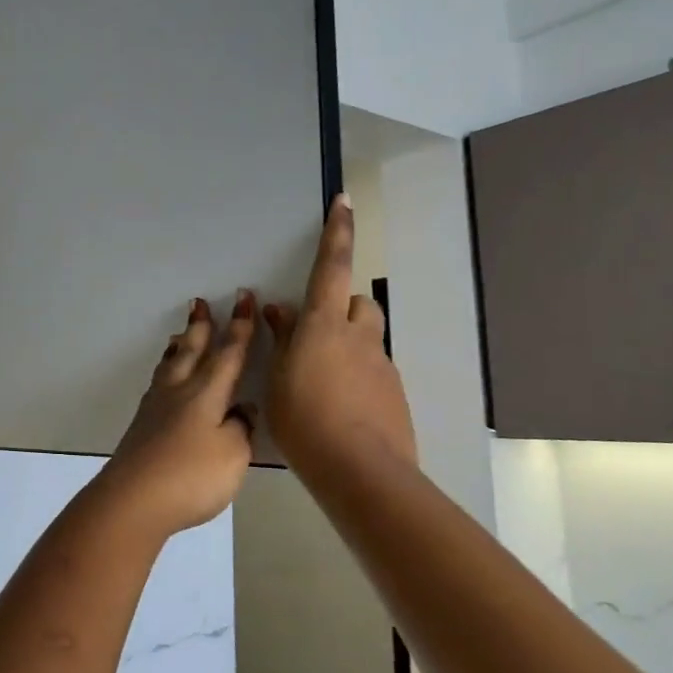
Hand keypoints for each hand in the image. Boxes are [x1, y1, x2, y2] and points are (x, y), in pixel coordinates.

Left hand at [92, 292, 258, 539]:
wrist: (132, 500)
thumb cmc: (191, 477)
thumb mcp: (232, 455)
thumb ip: (239, 429)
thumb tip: (240, 410)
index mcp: (206, 394)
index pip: (228, 354)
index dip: (239, 328)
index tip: (244, 300)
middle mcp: (178, 392)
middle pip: (192, 351)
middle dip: (201, 327)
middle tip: (199, 303)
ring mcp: (155, 408)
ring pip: (170, 366)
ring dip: (179, 347)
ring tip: (181, 335)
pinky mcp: (141, 426)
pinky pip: (158, 384)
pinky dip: (166, 371)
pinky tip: (165, 381)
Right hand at [265, 195, 417, 476]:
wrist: (359, 471)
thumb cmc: (304, 421)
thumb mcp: (278, 379)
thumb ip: (282, 340)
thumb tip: (279, 311)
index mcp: (324, 326)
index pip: (332, 267)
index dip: (337, 232)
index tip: (344, 201)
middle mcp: (358, 336)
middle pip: (356, 303)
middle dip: (337, 306)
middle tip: (310, 333)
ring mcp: (381, 365)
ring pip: (365, 338)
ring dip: (345, 343)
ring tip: (320, 378)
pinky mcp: (394, 392)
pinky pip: (372, 368)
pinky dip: (356, 374)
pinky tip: (339, 406)